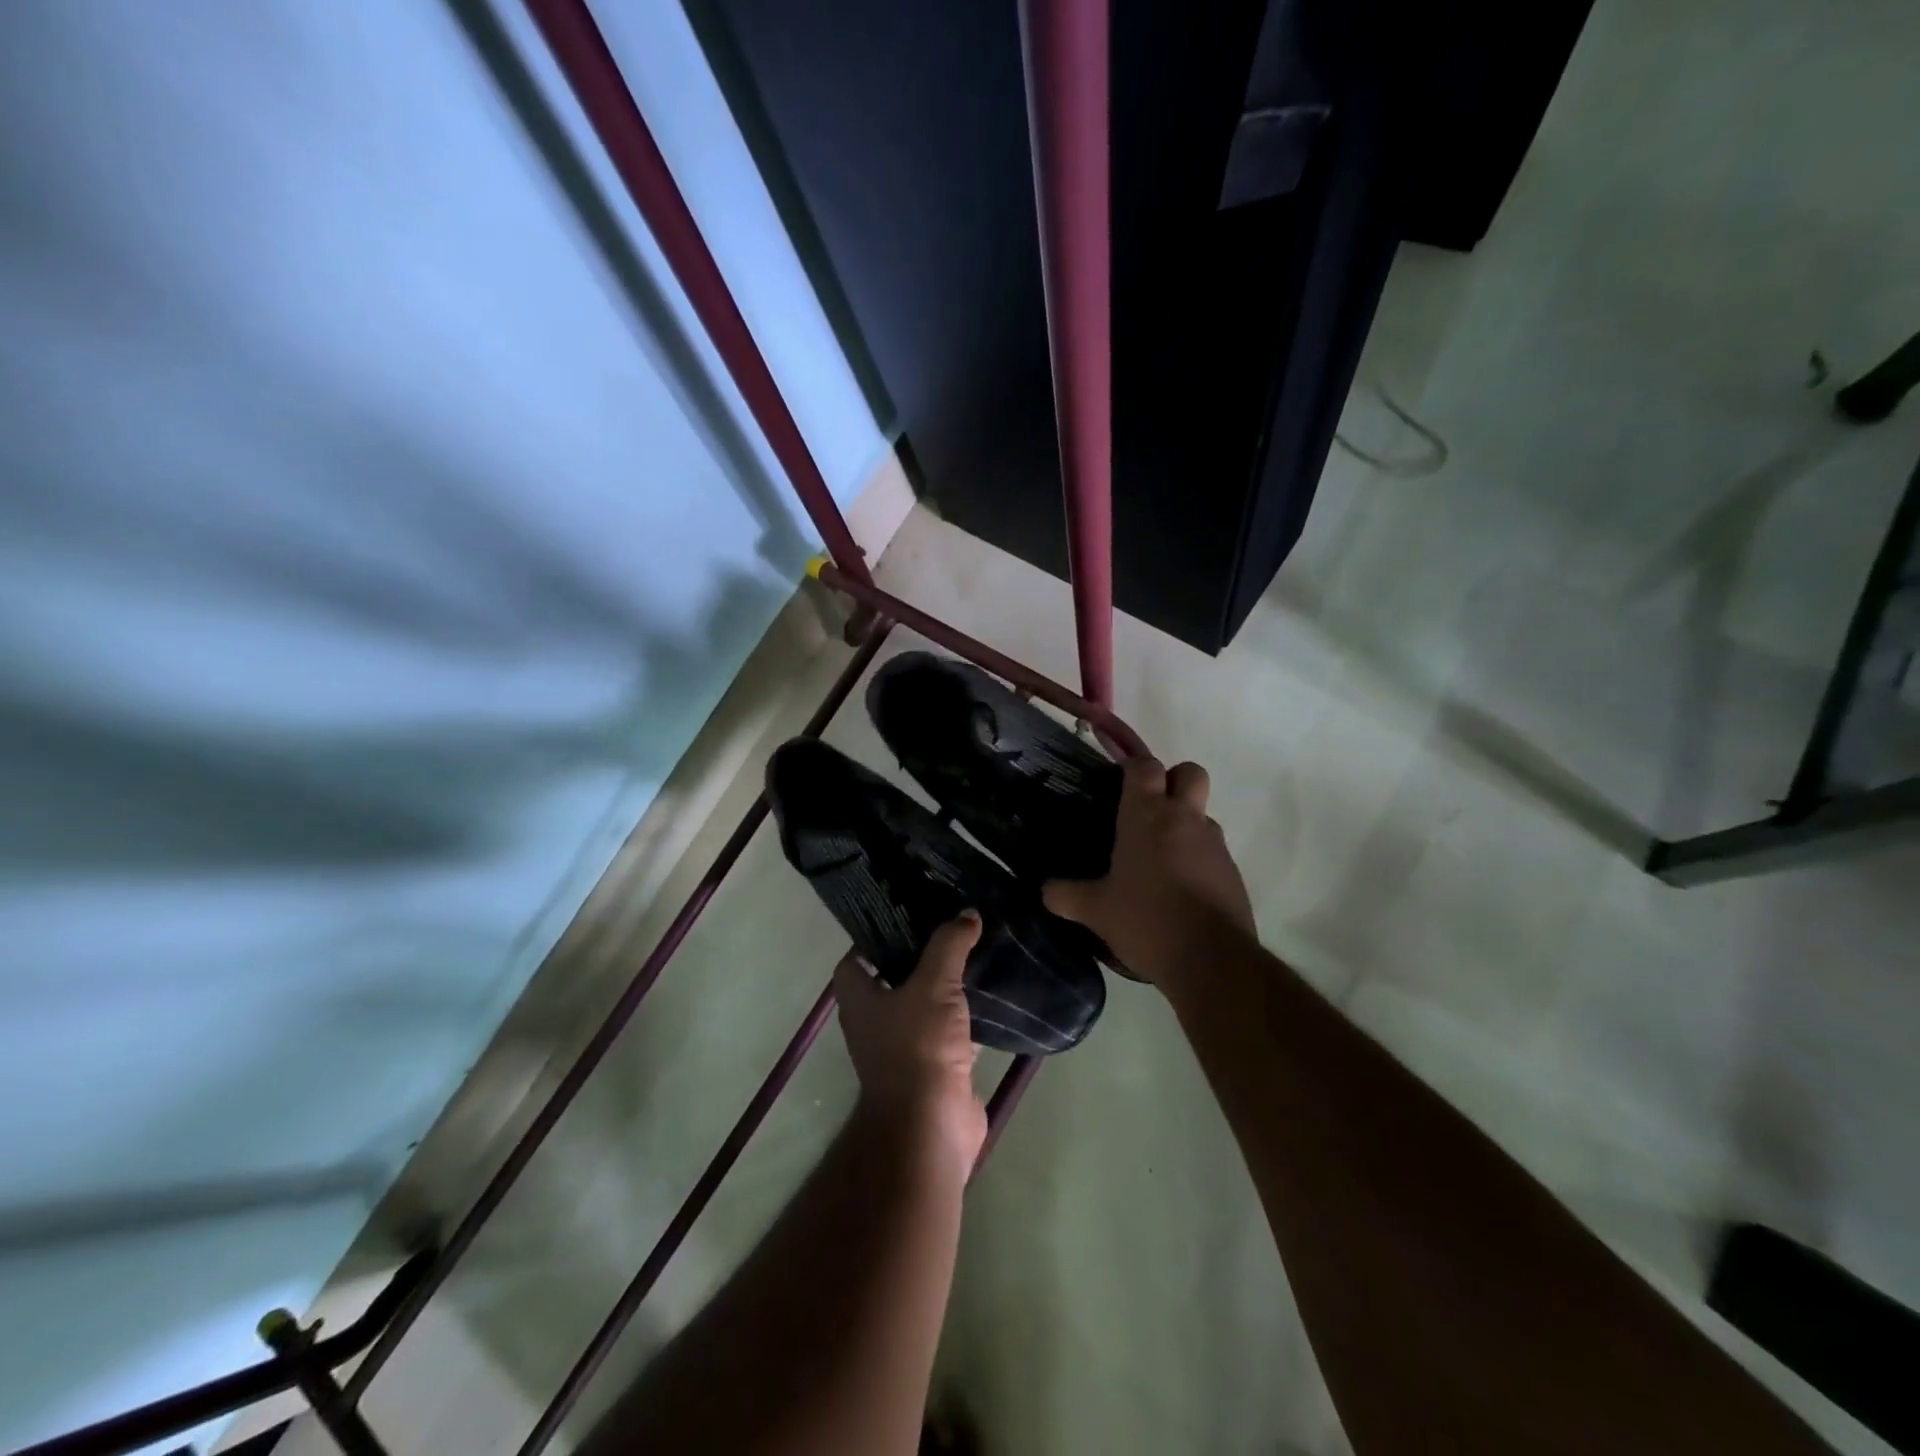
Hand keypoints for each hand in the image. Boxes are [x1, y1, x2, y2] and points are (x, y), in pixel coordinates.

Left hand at [833, 911, 987, 1174]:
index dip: (873, 937)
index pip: (854, 960)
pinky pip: (950, 1030)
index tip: (905, 915)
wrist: (932, 1126)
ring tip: (972, 951)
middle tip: (948, 927)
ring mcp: (905, 1047)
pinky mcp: (936, 1066)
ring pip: (924, 1004)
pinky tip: (989, 994)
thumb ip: (949, 946)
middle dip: (918, 955)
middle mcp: (876, 1022)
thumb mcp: (933, 985)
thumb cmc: (918, 1048)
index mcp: (860, 1000)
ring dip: (944, 984)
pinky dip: (965, 1015)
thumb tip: (967, 913)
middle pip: (892, 979)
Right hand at [1043, 758, 1254, 987]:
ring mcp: (1214, 844)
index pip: (1144, 765)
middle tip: (1148, 807)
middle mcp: (1184, 818)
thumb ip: (1065, 895)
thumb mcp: (1095, 911)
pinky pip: (1212, 850)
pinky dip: (1196, 858)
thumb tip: (1045, 890)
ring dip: (1183, 823)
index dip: (1131, 764)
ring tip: (1157, 858)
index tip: (1116, 778)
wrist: (1211, 960)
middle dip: (1171, 780)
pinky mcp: (1232, 872)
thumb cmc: (1146, 920)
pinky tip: (1176, 889)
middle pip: (1189, 772)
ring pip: (1201, 813)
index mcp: (1147, 815)